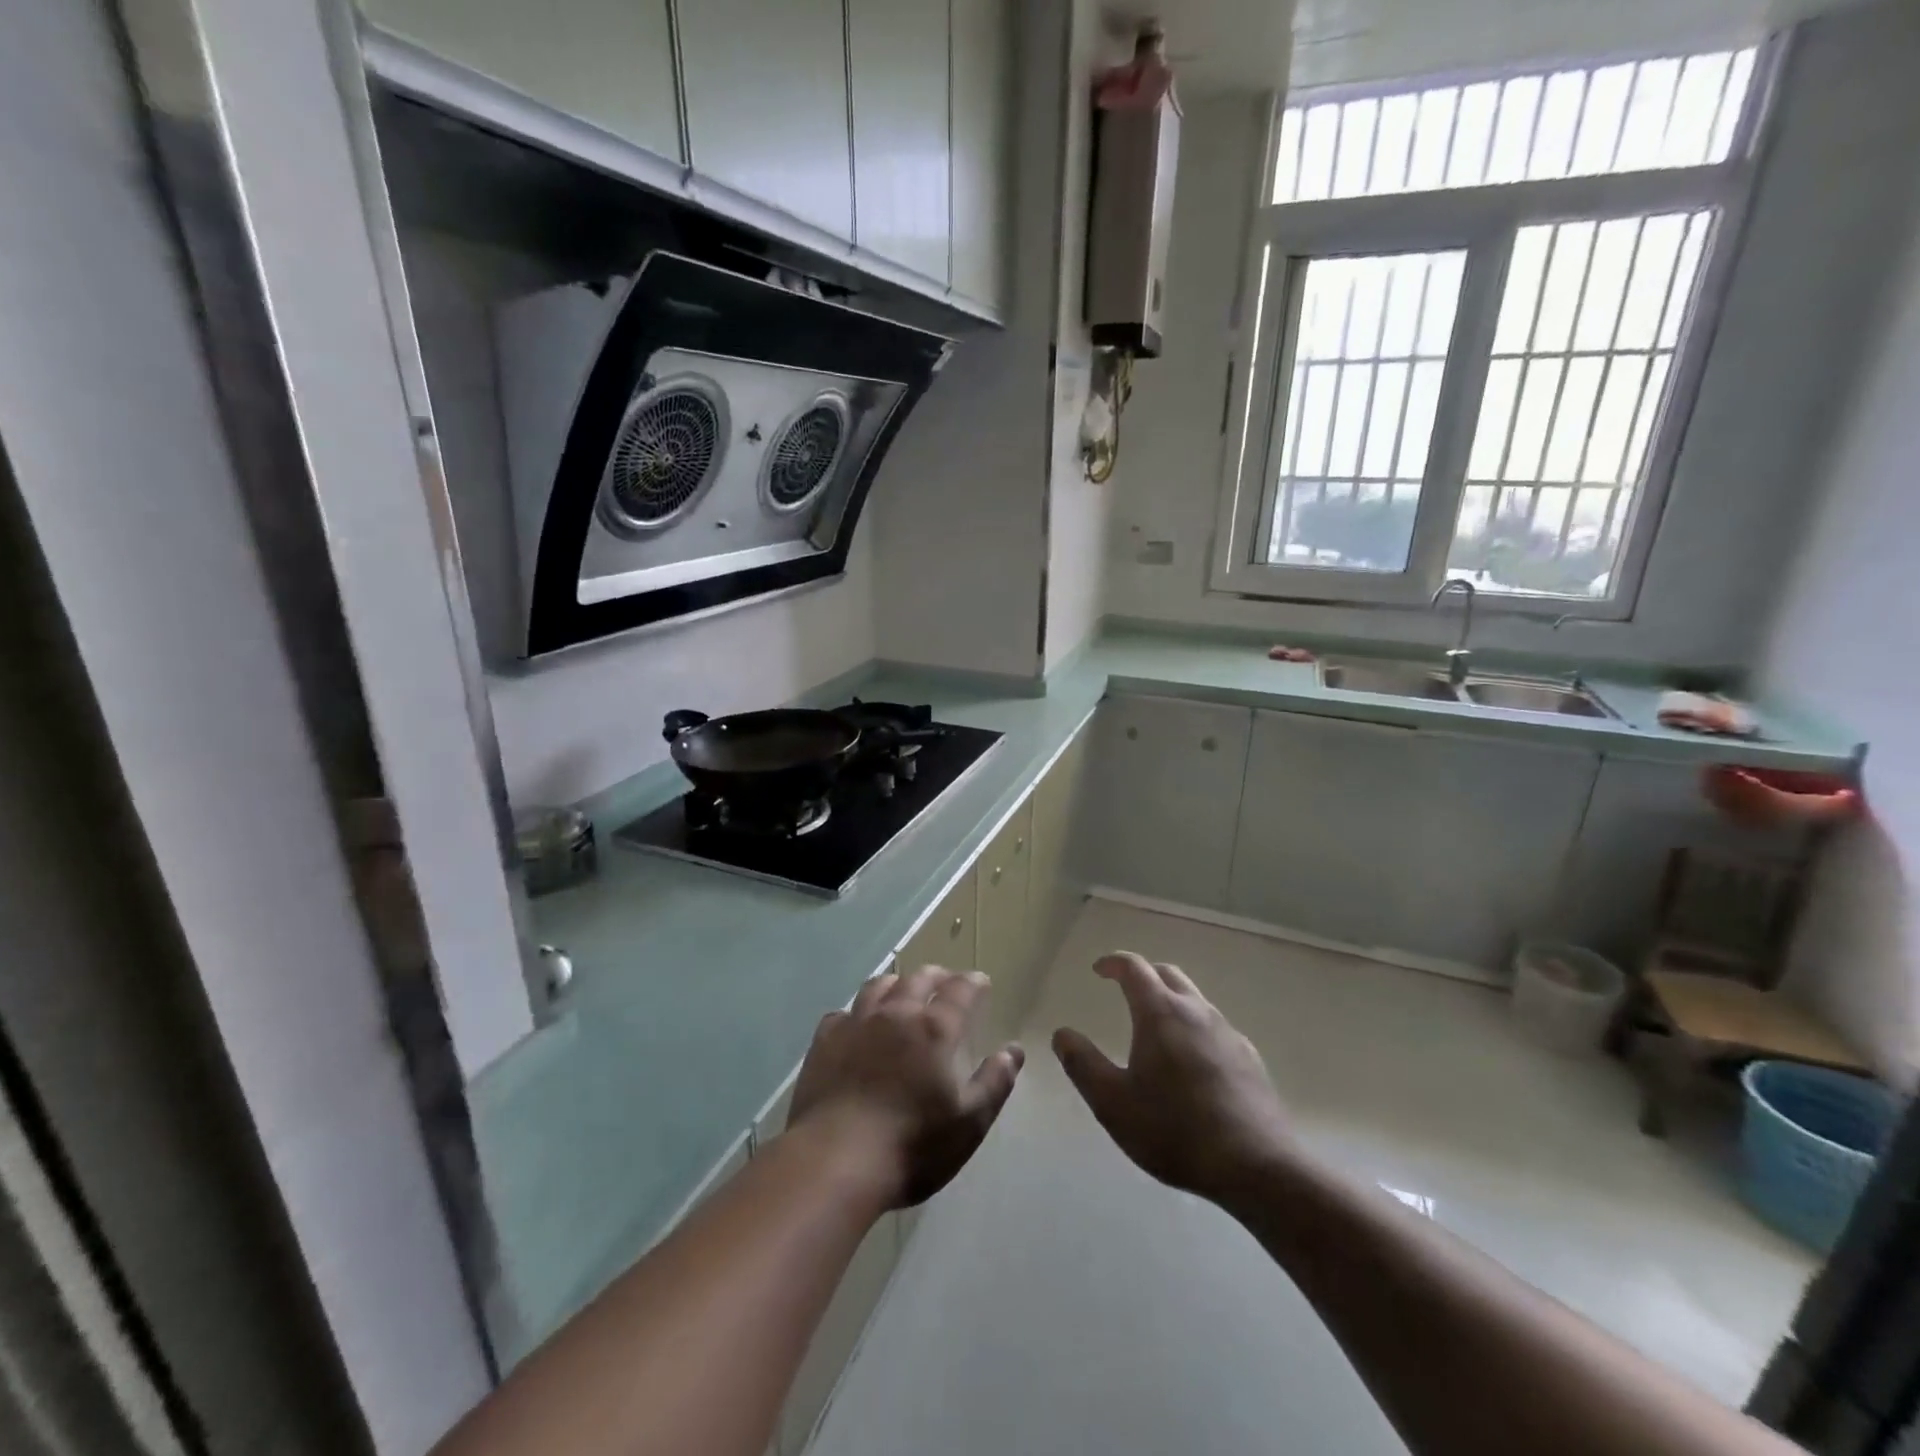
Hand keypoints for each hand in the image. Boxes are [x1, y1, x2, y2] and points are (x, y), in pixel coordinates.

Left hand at [788, 966, 1023, 1208]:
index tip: (980, 981)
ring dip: (897, 984)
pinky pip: (842, 1013)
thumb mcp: (969, 1123)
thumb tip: (1013, 1051)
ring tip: (902, 991)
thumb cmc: (912, 1146)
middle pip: (918, 979)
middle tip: (945, 981)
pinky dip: (857, 1013)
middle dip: (936, 976)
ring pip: (878, 986)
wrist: (835, 1161)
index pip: (960, 991)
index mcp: (934, 1029)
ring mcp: (856, 1024)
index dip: (973, 983)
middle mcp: (896, 1014)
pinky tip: (857, 1025)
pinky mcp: (823, 1042)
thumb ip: (994, 1082)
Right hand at [1053, 952, 1293, 1206]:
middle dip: (1143, 975)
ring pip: (1195, 999)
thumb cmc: (1175, 1131)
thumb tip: (1063, 1034)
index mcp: (1160, 1013)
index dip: (1113, 962)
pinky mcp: (1249, 1058)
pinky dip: (1194, 1028)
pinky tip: (1192, 1064)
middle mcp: (1196, 1011)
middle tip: (1125, 990)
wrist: (1258, 1166)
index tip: (1098, 970)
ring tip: (1155, 1029)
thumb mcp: (1113, 1103)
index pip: (1134, 967)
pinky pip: (1215, 1028)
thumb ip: (1083, 1064)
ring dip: (1171, 1001)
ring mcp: (1228, 1033)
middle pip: (1168, 974)